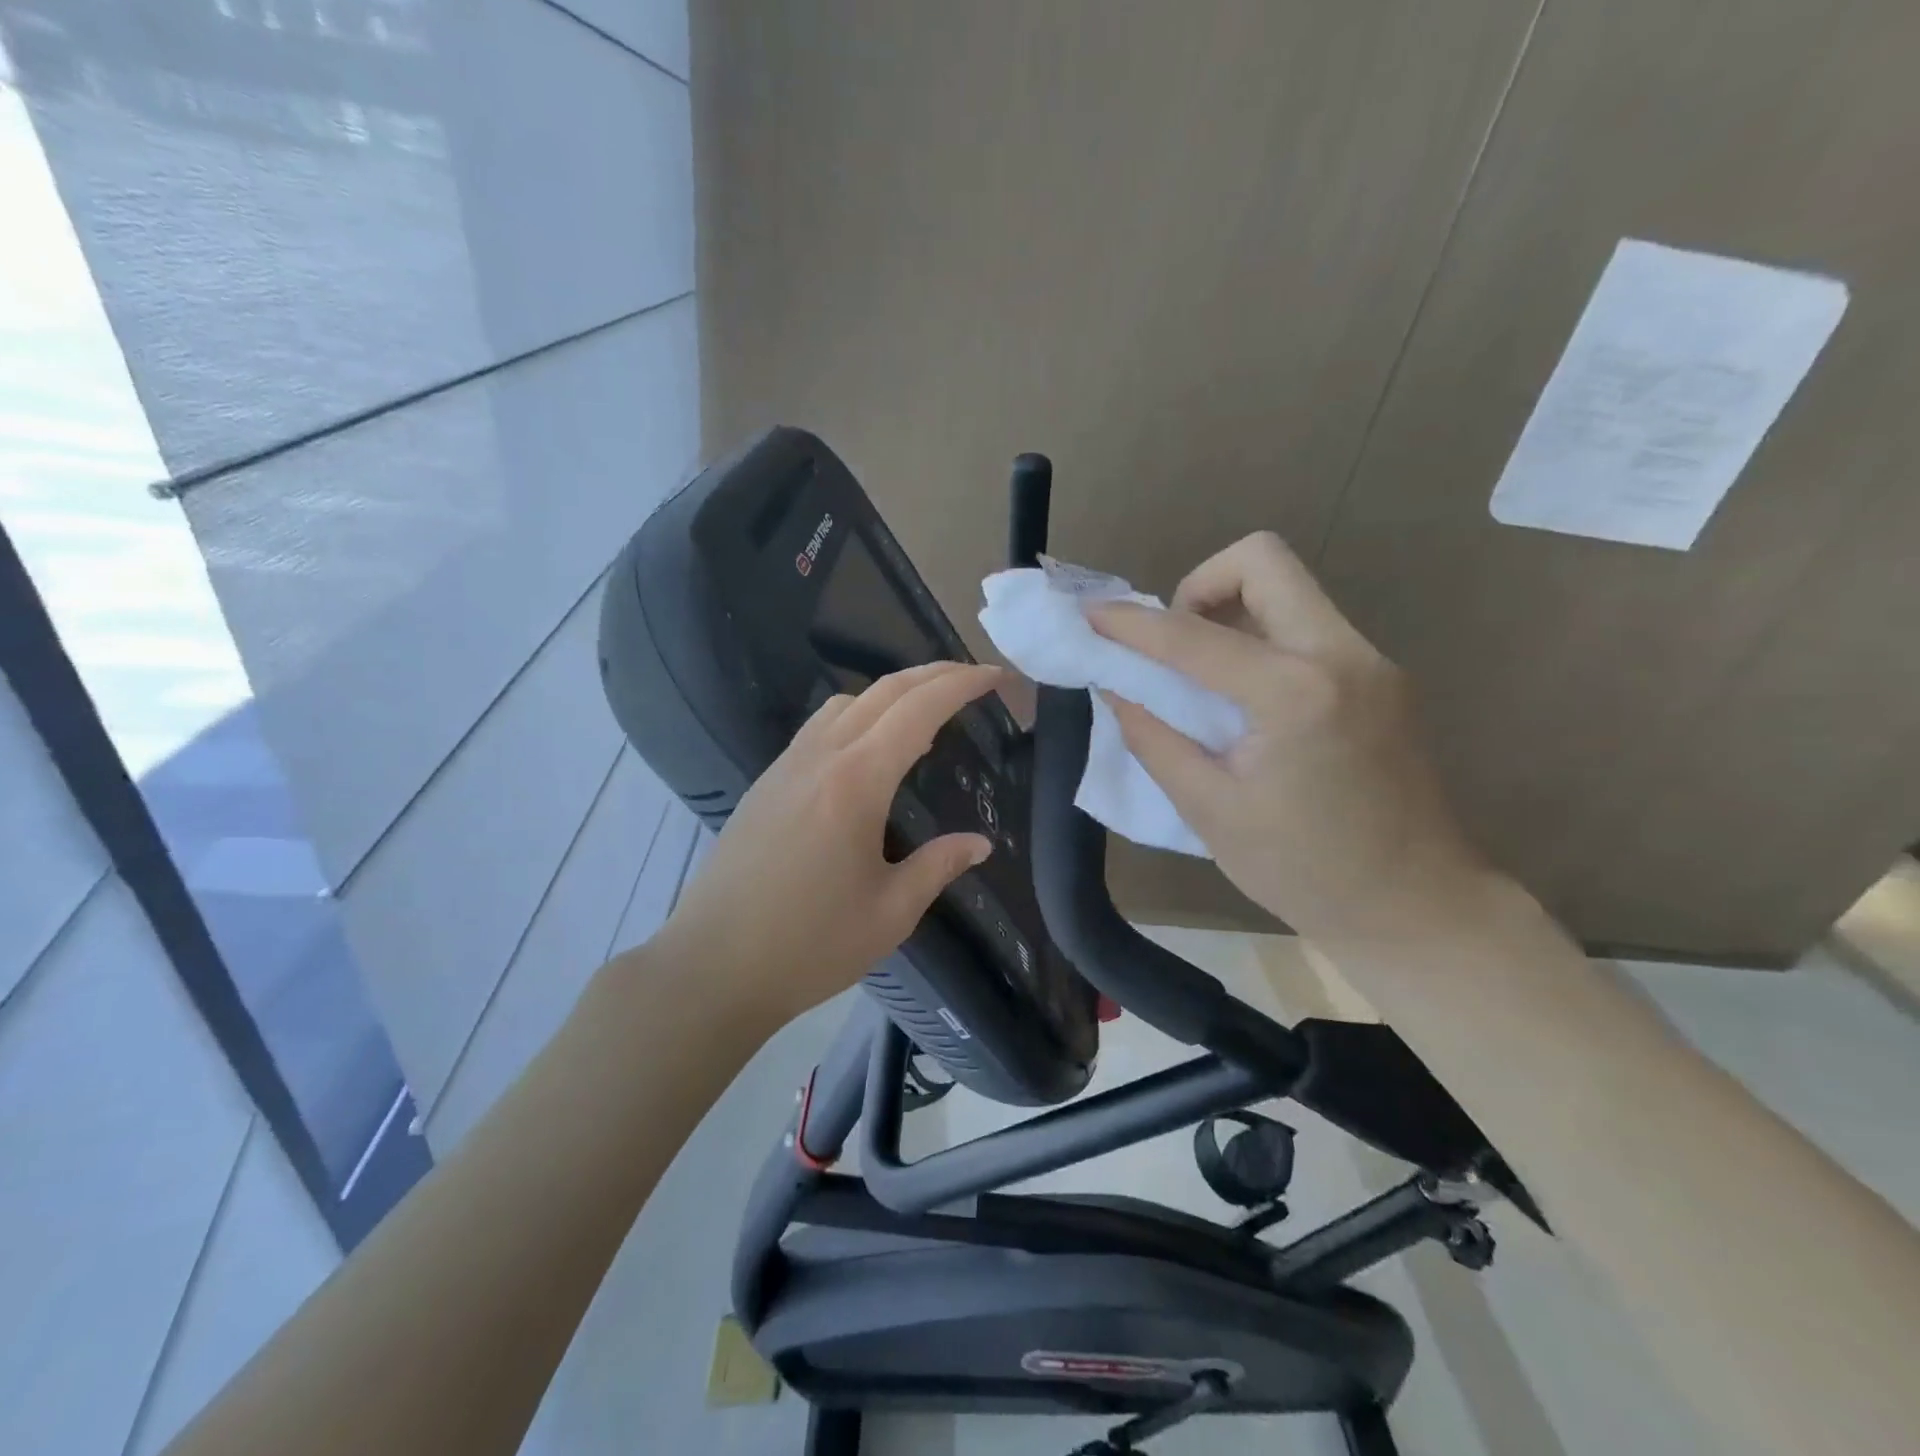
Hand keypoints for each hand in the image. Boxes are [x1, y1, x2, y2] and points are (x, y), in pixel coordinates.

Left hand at [655, 662, 1001, 1022]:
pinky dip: (858, 716)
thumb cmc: (809, 945)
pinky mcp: (765, 784)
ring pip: (845, 703)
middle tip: (972, 679)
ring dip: (892, 692)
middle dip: (933, 674)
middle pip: (883, 691)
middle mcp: (819, 758)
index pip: (918, 710)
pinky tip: (869, 751)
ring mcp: (785, 766)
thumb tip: (979, 844)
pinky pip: (819, 727)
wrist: (712, 967)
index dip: (961, 685)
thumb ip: (937, 866)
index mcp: (856, 782)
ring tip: (925, 714)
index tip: (996, 676)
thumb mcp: (890, 913)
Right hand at [1090, 532, 1485, 942]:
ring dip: (1231, 610)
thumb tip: (1116, 689)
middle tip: (1171, 644)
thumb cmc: (1304, 871)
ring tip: (1201, 674)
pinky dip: (1261, 638)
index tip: (1090, 615)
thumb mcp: (1210, 810)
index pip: (1194, 636)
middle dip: (1199, 585)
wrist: (1415, 906)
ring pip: (1289, 589)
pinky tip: (1244, 697)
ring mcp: (1371, 661)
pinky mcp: (1380, 678)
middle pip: (1263, 561)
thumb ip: (1155, 739)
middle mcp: (1342, 656)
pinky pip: (1308, 626)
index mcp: (1296, 694)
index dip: (1132, 623)